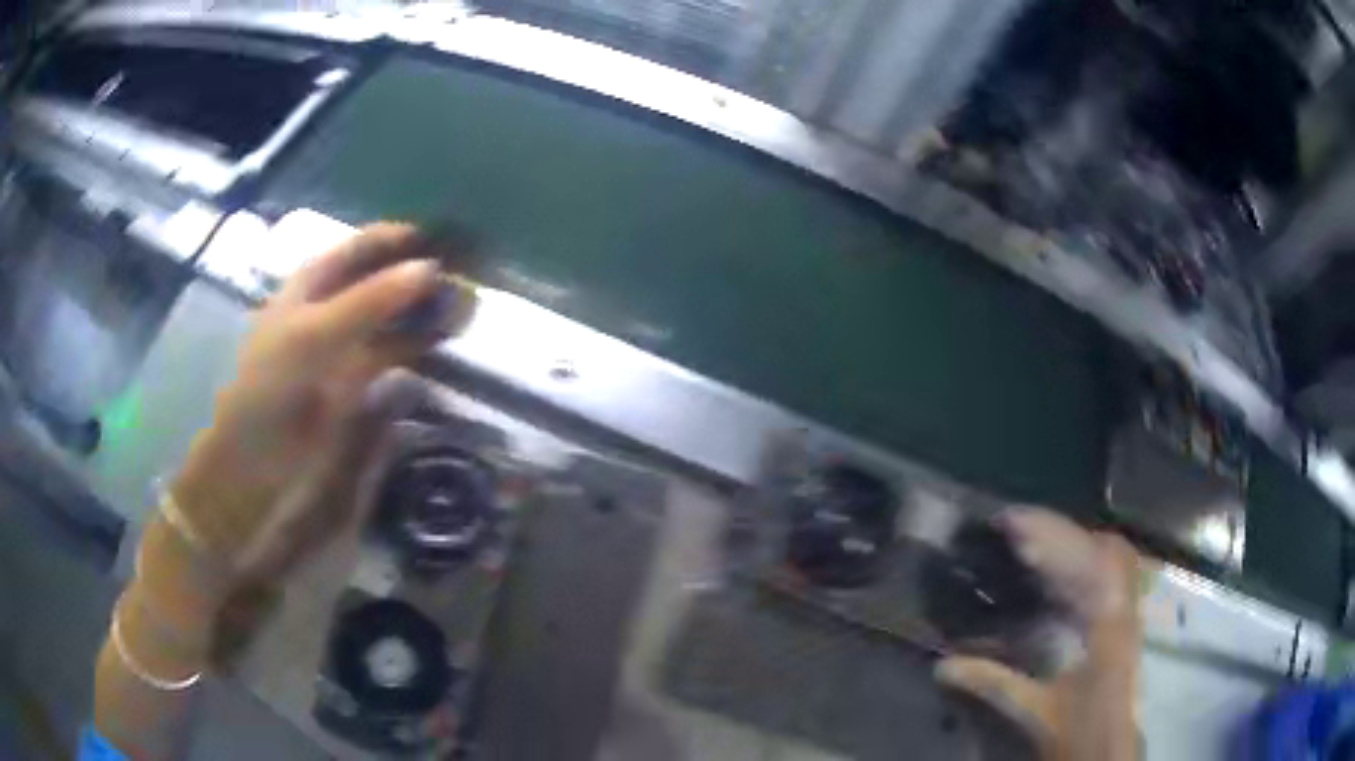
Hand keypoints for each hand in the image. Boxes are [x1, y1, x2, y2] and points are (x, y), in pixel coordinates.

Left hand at [171, 223, 449, 575]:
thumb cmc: (272, 389)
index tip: (449, 240)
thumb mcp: (314, 335)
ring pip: (392, 317)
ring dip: (424, 311)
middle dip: (420, 275)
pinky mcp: (359, 384)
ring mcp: (346, 345)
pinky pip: (394, 355)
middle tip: (468, 278)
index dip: (401, 239)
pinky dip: (419, 348)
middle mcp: (332, 307)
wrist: (256, 465)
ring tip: (469, 310)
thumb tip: (432, 267)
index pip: (364, 246)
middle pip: (382, 278)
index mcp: (313, 284)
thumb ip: (369, 300)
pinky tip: (444, 346)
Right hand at [936, 509, 1140, 760]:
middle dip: (1059, 531)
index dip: (1052, 534)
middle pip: (1103, 547)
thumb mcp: (1036, 710)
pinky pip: (1106, 574)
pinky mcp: (1124, 617)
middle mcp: (1124, 606)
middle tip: (1013, 530)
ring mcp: (1128, 609)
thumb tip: (943, 664)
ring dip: (1070, 543)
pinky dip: (1079, 563)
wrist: (1109, 748)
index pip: (1088, 560)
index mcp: (1108, 625)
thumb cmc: (1077, 730)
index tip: (1011, 521)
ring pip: (1108, 557)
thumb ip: (995, 683)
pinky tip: (1053, 574)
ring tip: (1029, 543)